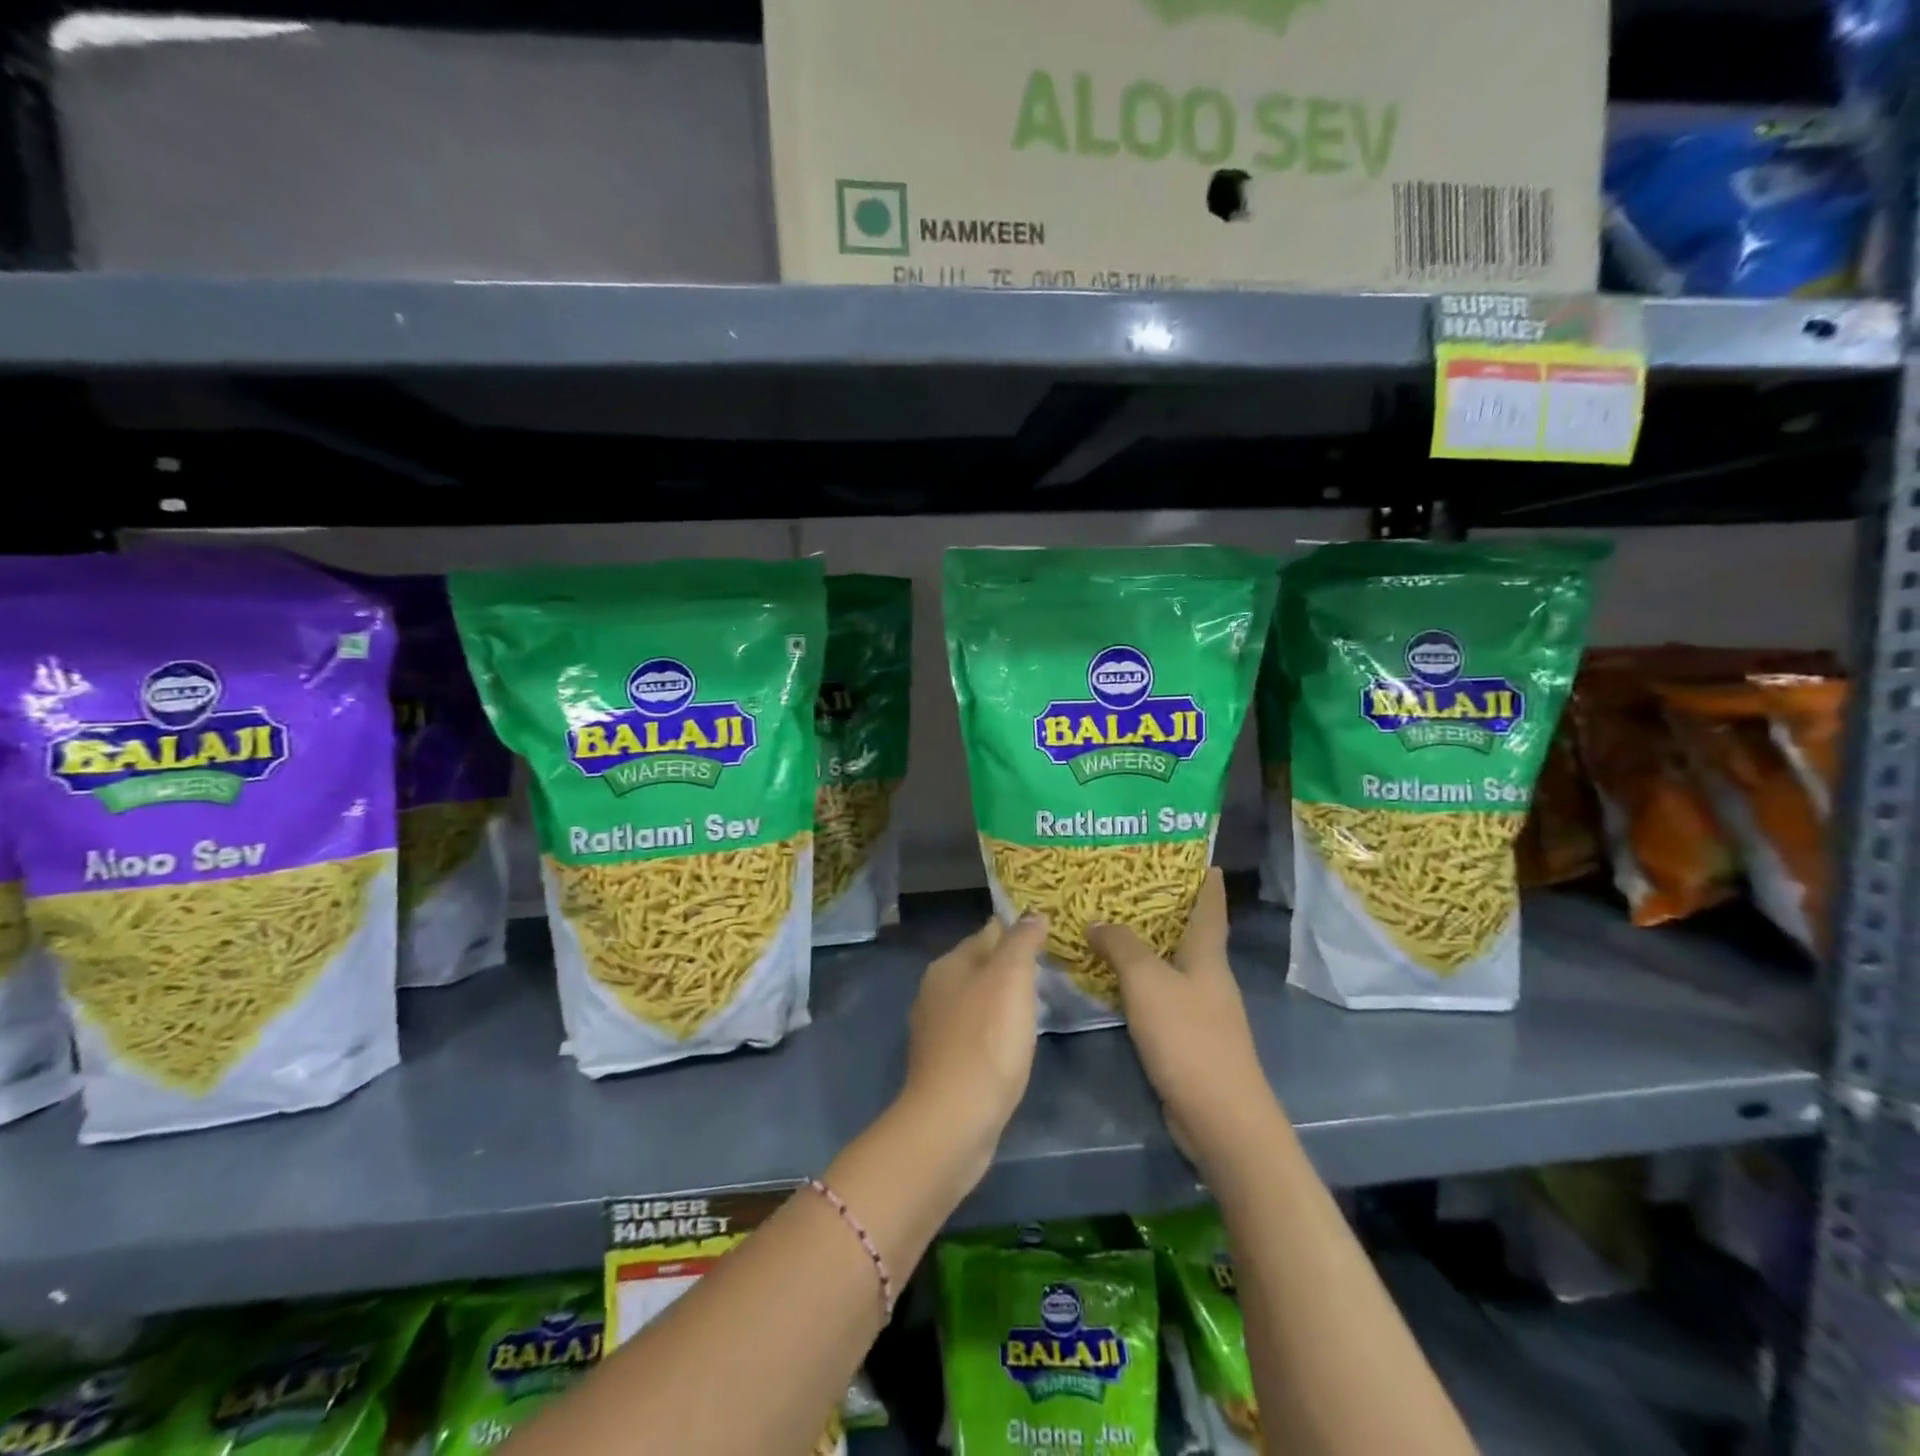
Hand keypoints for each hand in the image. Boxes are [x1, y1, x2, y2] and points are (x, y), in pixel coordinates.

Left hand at [899, 914, 1047, 1186]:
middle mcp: (935, 990)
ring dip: (1000, 1000)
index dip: (1017, 931)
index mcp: (949, 965)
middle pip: (979, 966)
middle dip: (1009, 966)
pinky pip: (973, 1033)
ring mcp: (935, 1028)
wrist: (953, 1119)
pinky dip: (992, 1031)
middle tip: (1047, 971)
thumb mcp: (1011, 979)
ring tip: (1034, 1005)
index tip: (1047, 936)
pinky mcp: (942, 1063)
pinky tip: (1010, 1043)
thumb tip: (1032, 913)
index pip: (988, 933)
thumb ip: (1021, 942)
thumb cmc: (987, 1041)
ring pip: (975, 1000)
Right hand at [1087, 870, 1278, 1176]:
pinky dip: (1141, 984)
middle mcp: (1209, 979)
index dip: (1208, 881)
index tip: (1201, 858)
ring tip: (1113, 928)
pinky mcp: (1189, 1041)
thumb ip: (1121, 947)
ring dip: (1148, 948)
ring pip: (1172, 967)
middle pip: (1191, 935)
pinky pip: (1161, 998)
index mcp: (1208, 957)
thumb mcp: (1147, 982)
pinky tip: (1115, 983)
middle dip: (1167, 910)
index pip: (1211, 908)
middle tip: (1129, 886)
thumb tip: (1097, 923)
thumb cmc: (1188, 1038)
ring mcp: (1202, 1012)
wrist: (1220, 1118)